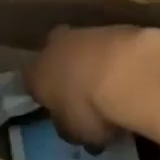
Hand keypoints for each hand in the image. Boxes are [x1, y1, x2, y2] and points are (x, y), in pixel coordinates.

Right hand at [25, 24, 159, 145]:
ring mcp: (81, 33)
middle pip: (54, 58)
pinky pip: (106, 48)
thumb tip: (69, 125)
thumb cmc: (88, 107)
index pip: (32, 83)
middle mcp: (52, 47)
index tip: (59, 111)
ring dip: (91, 65)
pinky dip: (113, 60)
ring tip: (111, 90)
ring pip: (80, 50)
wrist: (124, 71)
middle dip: (66, 73)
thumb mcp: (74, 132)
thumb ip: (68, 127)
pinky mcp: (109, 28)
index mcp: (36, 74)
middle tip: (83, 96)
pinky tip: (128, 78)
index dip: (45, 97)